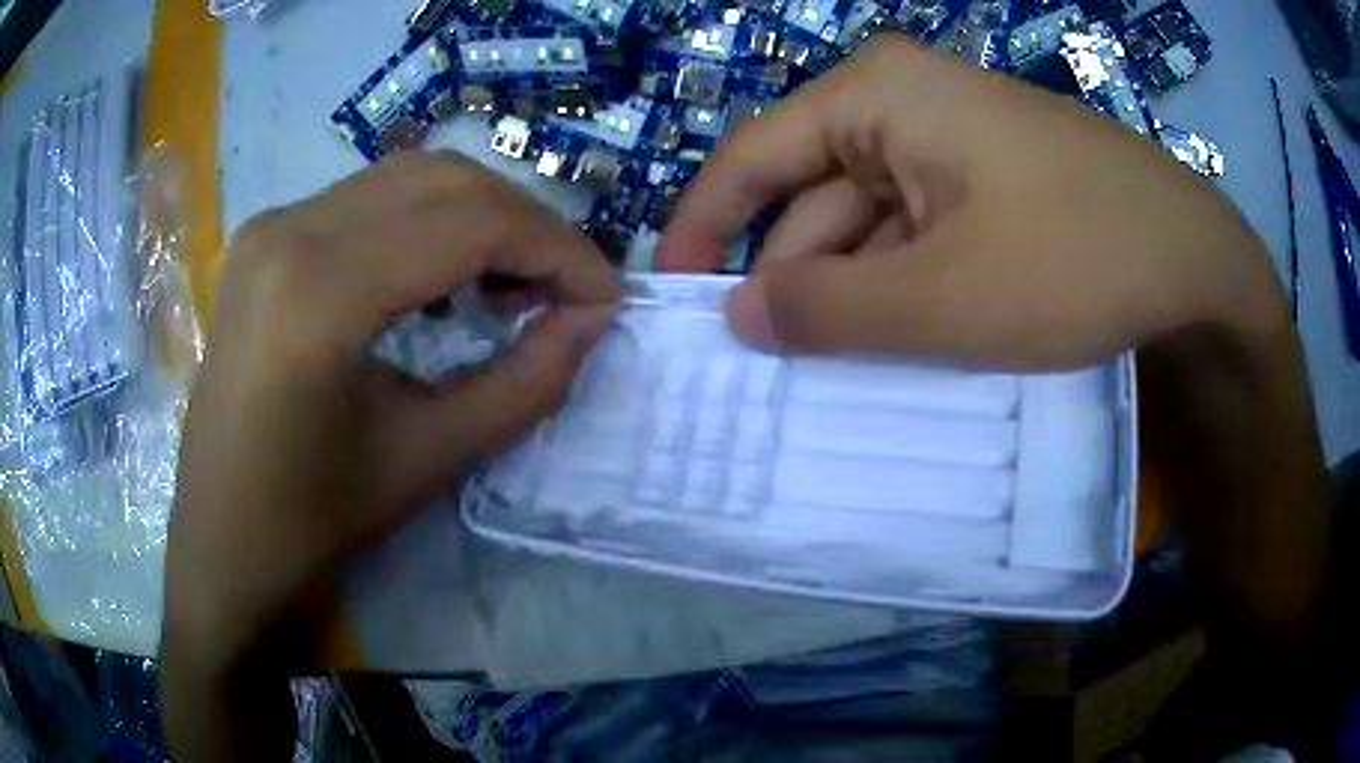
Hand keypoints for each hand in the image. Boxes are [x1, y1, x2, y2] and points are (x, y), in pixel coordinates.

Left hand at [163, 153, 620, 676]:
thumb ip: (526, 383)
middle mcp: (290, 229)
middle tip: (565, 291)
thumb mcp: (429, 458)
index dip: (558, 250)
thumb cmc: (311, 520)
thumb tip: (593, 319)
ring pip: (410, 177)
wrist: (219, 538)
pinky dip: (429, 221)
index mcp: (318, 292)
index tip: (606, 296)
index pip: (471, 225)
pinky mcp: (266, 236)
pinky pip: (370, 198)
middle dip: (527, 226)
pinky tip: (445, 276)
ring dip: (480, 217)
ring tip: (513, 285)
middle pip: (446, 181)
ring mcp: (272, 224)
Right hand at [660, 36, 1284, 367]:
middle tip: (764, 368)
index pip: (752, 158)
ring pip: (867, 220)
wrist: (1196, 259)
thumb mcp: (945, 299)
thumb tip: (736, 317)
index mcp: (876, 96)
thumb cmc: (1078, 259)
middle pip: (812, 194)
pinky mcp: (986, 177)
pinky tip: (900, 339)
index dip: (703, 230)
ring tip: (834, 370)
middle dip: (790, 279)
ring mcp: (949, 139)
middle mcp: (902, 101)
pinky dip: (899, 285)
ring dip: (850, 292)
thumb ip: (829, 310)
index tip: (673, 299)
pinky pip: (915, 229)